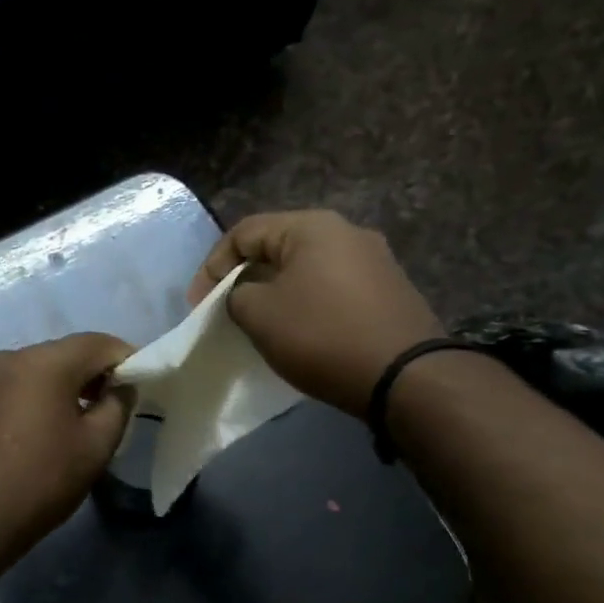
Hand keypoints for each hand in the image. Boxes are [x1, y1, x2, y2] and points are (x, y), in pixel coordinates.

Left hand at [0, 332, 135, 578]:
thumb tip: (121, 386)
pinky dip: (28, 399)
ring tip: (70, 423)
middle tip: (109, 407)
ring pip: (33, 370)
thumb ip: (117, 406)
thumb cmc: (39, 483)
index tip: (138, 386)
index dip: (125, 359)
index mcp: (44, 362)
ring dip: (58, 387)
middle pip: (63, 353)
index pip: (98, 343)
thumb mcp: (95, 448)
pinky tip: (32, 433)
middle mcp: (8, 357)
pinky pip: (7, 388)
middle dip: (91, 374)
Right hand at [189, 210, 442, 417]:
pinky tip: (302, 331)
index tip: (197, 306)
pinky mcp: (390, 291)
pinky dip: (308, 304)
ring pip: (307, 269)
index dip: (212, 267)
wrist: (405, 376)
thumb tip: (246, 295)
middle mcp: (347, 231)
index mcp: (312, 226)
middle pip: (278, 247)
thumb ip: (237, 295)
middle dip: (245, 277)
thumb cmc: (322, 335)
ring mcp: (375, 260)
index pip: (244, 232)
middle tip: (226, 311)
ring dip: (277, 292)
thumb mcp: (260, 315)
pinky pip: (333, 288)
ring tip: (261, 323)